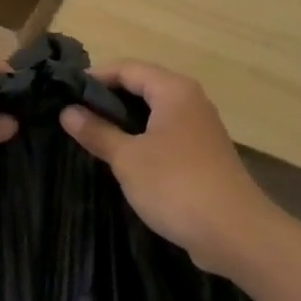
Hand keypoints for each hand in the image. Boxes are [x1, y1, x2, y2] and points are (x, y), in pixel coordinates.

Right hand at [60, 62, 275, 274]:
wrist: (235, 233)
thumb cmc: (176, 185)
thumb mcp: (128, 159)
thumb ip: (97, 132)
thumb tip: (67, 111)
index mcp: (173, 90)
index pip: (127, 68)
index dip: (95, 77)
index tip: (65, 94)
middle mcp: (190, 100)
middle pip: (142, 86)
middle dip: (108, 99)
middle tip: (74, 116)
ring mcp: (200, 127)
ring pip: (155, 112)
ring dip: (125, 121)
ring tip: (93, 136)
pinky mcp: (204, 153)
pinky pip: (166, 133)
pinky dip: (143, 138)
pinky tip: (124, 158)